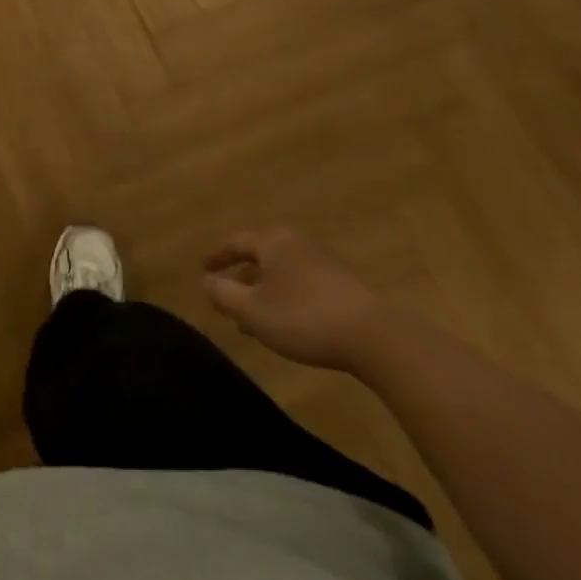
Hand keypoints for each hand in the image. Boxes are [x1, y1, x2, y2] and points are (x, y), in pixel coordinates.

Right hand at [203, 226, 382, 370]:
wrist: (376, 338)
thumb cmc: (303, 317)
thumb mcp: (251, 310)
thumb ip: (223, 294)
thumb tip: (206, 281)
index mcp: (273, 242)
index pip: (237, 242)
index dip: (218, 255)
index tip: (204, 268)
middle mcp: (298, 245)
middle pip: (262, 256)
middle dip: (242, 277)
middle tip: (227, 296)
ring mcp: (325, 264)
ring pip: (283, 273)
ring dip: (264, 292)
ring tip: (252, 319)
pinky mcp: (345, 287)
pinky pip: (302, 285)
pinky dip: (285, 299)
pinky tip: (285, 324)